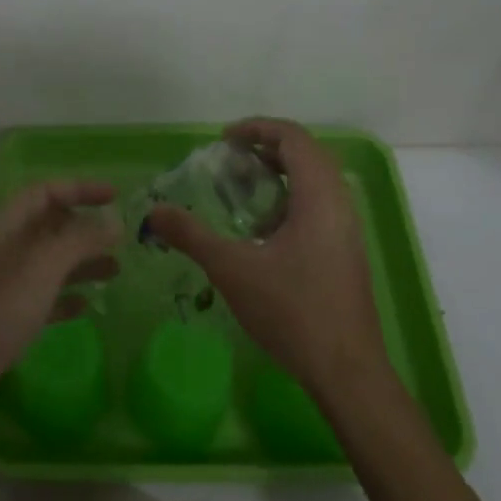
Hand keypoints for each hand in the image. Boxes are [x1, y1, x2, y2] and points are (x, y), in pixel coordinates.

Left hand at [0, 180, 120, 429]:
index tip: (115, 195)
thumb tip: (113, 221)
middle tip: (121, 238)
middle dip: (84, 227)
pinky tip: (87, 307)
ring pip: (48, 264)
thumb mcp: (39, 269)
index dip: (78, 188)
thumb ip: (78, 241)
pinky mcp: (3, 324)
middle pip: (47, 227)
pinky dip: (65, 298)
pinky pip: (41, 300)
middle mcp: (1, 253)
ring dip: (80, 263)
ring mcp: (0, 290)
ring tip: (116, 270)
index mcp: (2, 230)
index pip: (43, 193)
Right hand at [147, 119, 387, 401]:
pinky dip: (291, 199)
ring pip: (316, 180)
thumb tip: (153, 211)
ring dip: (280, 174)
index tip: (224, 140)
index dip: (258, 128)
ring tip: (243, 192)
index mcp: (319, 196)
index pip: (293, 137)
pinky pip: (320, 205)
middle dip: (267, 148)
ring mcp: (347, 229)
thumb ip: (191, 235)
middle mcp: (339, 203)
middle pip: (306, 154)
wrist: (347, 372)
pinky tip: (264, 231)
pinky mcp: (347, 251)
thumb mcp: (233, 269)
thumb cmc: (292, 311)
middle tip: (230, 160)